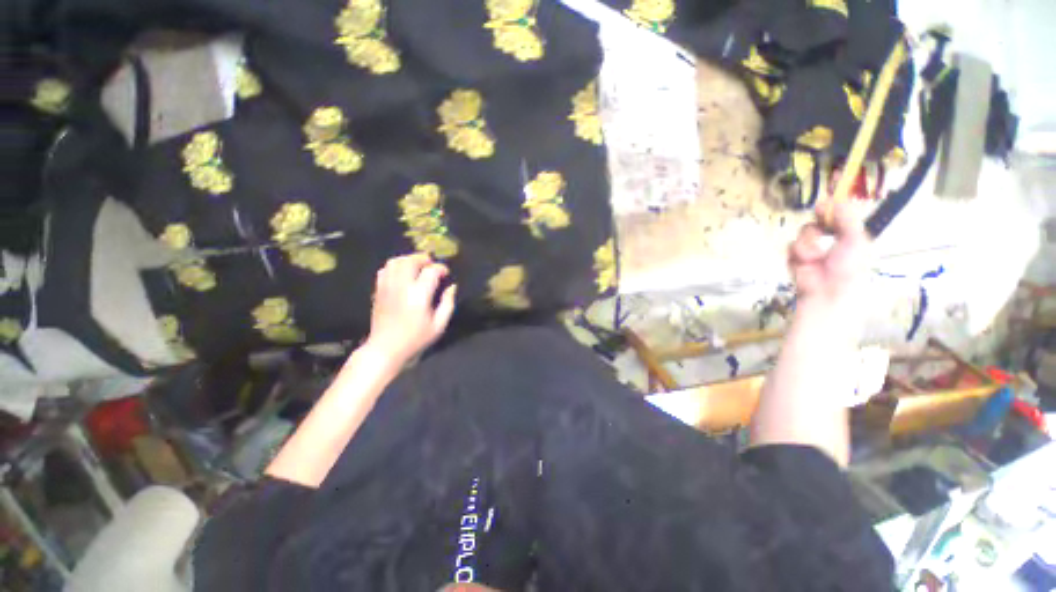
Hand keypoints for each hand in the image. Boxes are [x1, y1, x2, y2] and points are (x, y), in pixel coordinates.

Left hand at [364, 253, 456, 364]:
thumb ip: (448, 304)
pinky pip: (385, 270)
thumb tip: (452, 287)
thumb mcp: (439, 325)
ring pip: (396, 262)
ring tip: (418, 266)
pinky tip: (402, 274)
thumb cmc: (416, 338)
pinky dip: (395, 266)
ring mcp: (387, 287)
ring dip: (408, 260)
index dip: (441, 268)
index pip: (431, 271)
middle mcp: (402, 287)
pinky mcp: (378, 290)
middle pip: (411, 261)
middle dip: (423, 258)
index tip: (446, 273)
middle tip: (432, 265)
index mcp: (419, 295)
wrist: (386, 348)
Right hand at [789, 203, 870, 307]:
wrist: (827, 291)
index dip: (829, 211)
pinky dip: (796, 254)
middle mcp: (829, 242)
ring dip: (806, 244)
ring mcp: (811, 251)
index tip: (822, 206)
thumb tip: (834, 199)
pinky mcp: (795, 259)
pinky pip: (790, 247)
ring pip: (801, 235)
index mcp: (848, 237)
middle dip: (815, 228)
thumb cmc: (848, 267)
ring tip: (814, 257)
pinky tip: (804, 262)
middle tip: (819, 232)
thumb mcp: (854, 238)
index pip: (836, 217)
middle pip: (815, 223)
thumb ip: (846, 217)